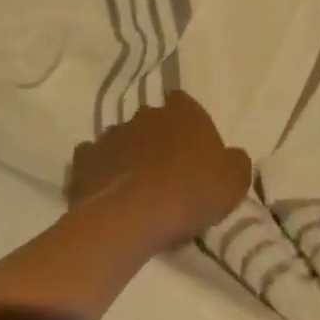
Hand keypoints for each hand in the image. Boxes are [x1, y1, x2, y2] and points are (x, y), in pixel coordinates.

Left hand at [66, 91, 250, 251]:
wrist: (133, 216)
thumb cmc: (192, 191)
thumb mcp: (234, 180)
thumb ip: (234, 162)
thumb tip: (230, 158)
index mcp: (182, 112)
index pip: (184, 103)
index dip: (188, 124)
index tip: (193, 149)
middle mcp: (145, 115)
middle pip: (152, 122)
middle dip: (156, 140)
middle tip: (166, 173)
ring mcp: (111, 134)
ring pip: (122, 140)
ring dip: (129, 156)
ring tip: (136, 190)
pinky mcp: (84, 159)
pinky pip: (94, 161)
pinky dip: (100, 173)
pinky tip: (108, 194)